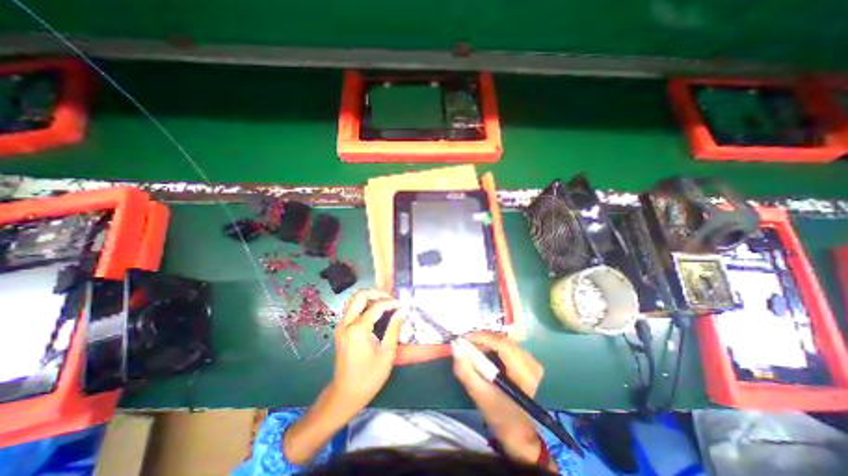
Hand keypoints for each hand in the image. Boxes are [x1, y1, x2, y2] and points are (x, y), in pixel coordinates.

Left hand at [282, 289, 405, 462]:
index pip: (376, 306)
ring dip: (369, 297)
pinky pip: (351, 308)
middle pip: (360, 295)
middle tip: (391, 298)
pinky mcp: (340, 329)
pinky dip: (363, 304)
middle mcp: (346, 323)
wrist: (345, 394)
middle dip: (377, 293)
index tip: (402, 305)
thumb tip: (401, 311)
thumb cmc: (369, 377)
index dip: (391, 303)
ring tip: (384, 302)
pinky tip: (374, 310)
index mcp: (358, 330)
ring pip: (353, 299)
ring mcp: (340, 325)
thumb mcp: (387, 354)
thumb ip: (394, 329)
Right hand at [454, 334, 546, 462]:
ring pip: (505, 341)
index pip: (502, 345)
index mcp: (524, 374)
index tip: (463, 338)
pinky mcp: (529, 362)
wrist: (518, 432)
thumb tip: (455, 346)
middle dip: (482, 339)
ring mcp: (532, 361)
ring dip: (487, 342)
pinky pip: (508, 346)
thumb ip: (465, 370)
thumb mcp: (479, 395)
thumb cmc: (499, 415)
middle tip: (465, 342)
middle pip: (503, 340)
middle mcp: (531, 363)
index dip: (481, 337)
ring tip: (472, 347)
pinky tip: (484, 352)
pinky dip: (494, 346)